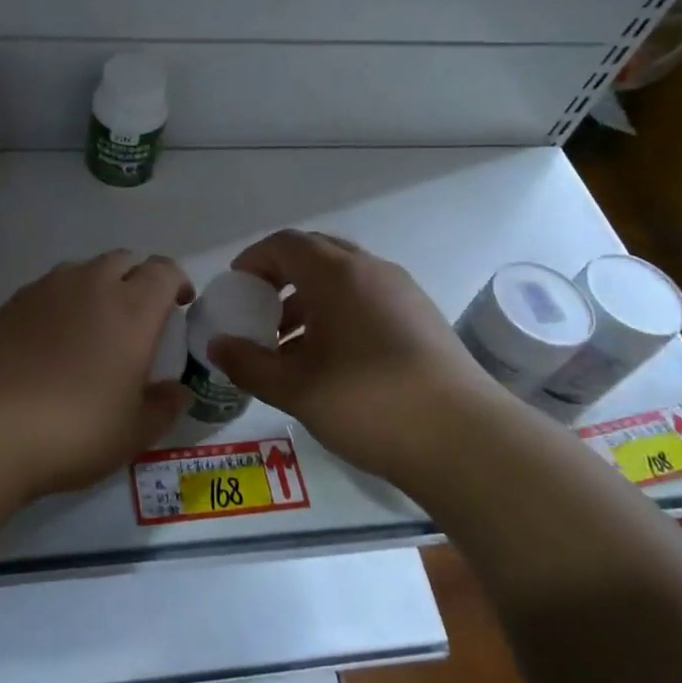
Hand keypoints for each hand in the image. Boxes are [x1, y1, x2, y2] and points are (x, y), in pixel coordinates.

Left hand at [0, 252, 195, 499]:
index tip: (179, 307)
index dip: (177, 282)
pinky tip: (47, 344)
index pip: (165, 270)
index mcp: (131, 308)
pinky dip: (58, 305)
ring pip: (81, 271)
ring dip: (96, 288)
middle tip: (137, 320)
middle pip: (123, 260)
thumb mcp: (133, 433)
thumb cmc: (73, 430)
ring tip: (91, 329)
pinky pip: (45, 291)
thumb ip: (164, 407)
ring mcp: (43, 290)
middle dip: (137, 279)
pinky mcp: (7, 305)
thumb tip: (178, 391)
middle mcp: (90, 285)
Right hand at [208, 230, 508, 485]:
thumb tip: (217, 346)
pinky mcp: (421, 318)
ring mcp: (402, 293)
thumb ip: (249, 363)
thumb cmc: (367, 402)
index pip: (285, 244)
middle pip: (315, 254)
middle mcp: (371, 271)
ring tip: (289, 345)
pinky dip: (339, 314)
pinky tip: (330, 360)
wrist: (464, 438)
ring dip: (309, 299)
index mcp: (337, 274)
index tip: (236, 288)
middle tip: (259, 311)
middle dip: (281, 278)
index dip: (254, 260)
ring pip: (343, 279)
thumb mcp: (296, 388)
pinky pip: (367, 299)